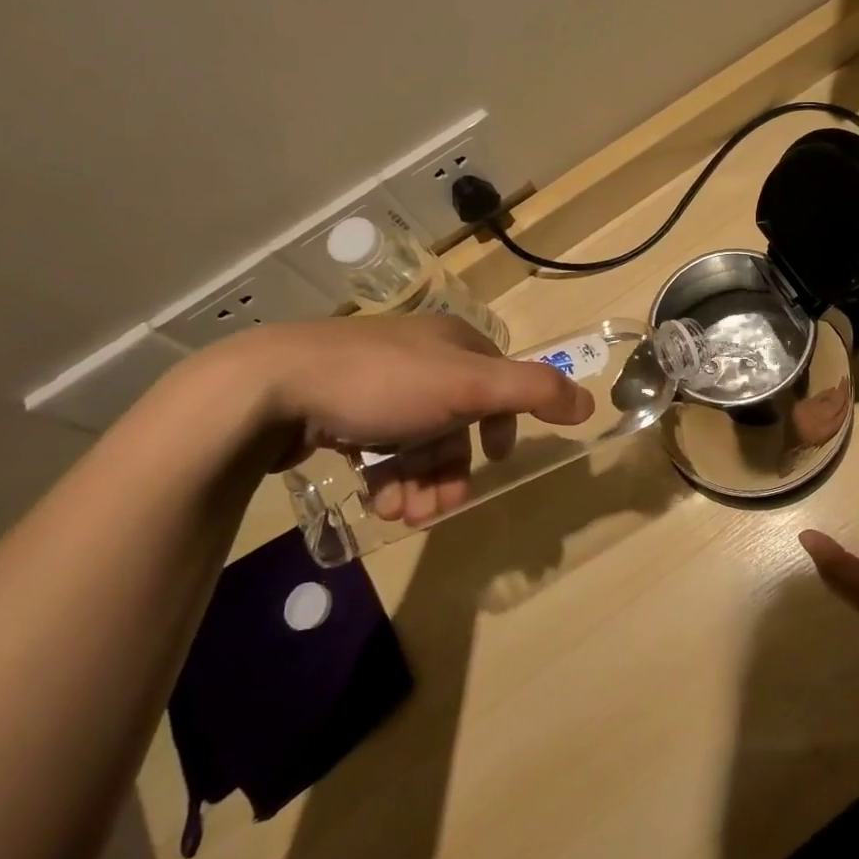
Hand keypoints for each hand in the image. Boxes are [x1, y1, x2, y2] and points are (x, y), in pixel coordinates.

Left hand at [233, 314, 593, 523]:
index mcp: (452, 342)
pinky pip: (378, 446)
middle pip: (456, 419)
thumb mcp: (469, 384)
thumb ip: (533, 391)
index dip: (503, 421)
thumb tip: (588, 403)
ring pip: (416, 439)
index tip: (496, 459)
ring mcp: (374, 381)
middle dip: (453, 468)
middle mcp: (418, 356)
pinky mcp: (336, 407)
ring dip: (421, 483)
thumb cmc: (383, 383)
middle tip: (440, 509)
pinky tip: (378, 502)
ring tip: (405, 516)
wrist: (270, 388)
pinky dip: (386, 477)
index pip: (497, 380)